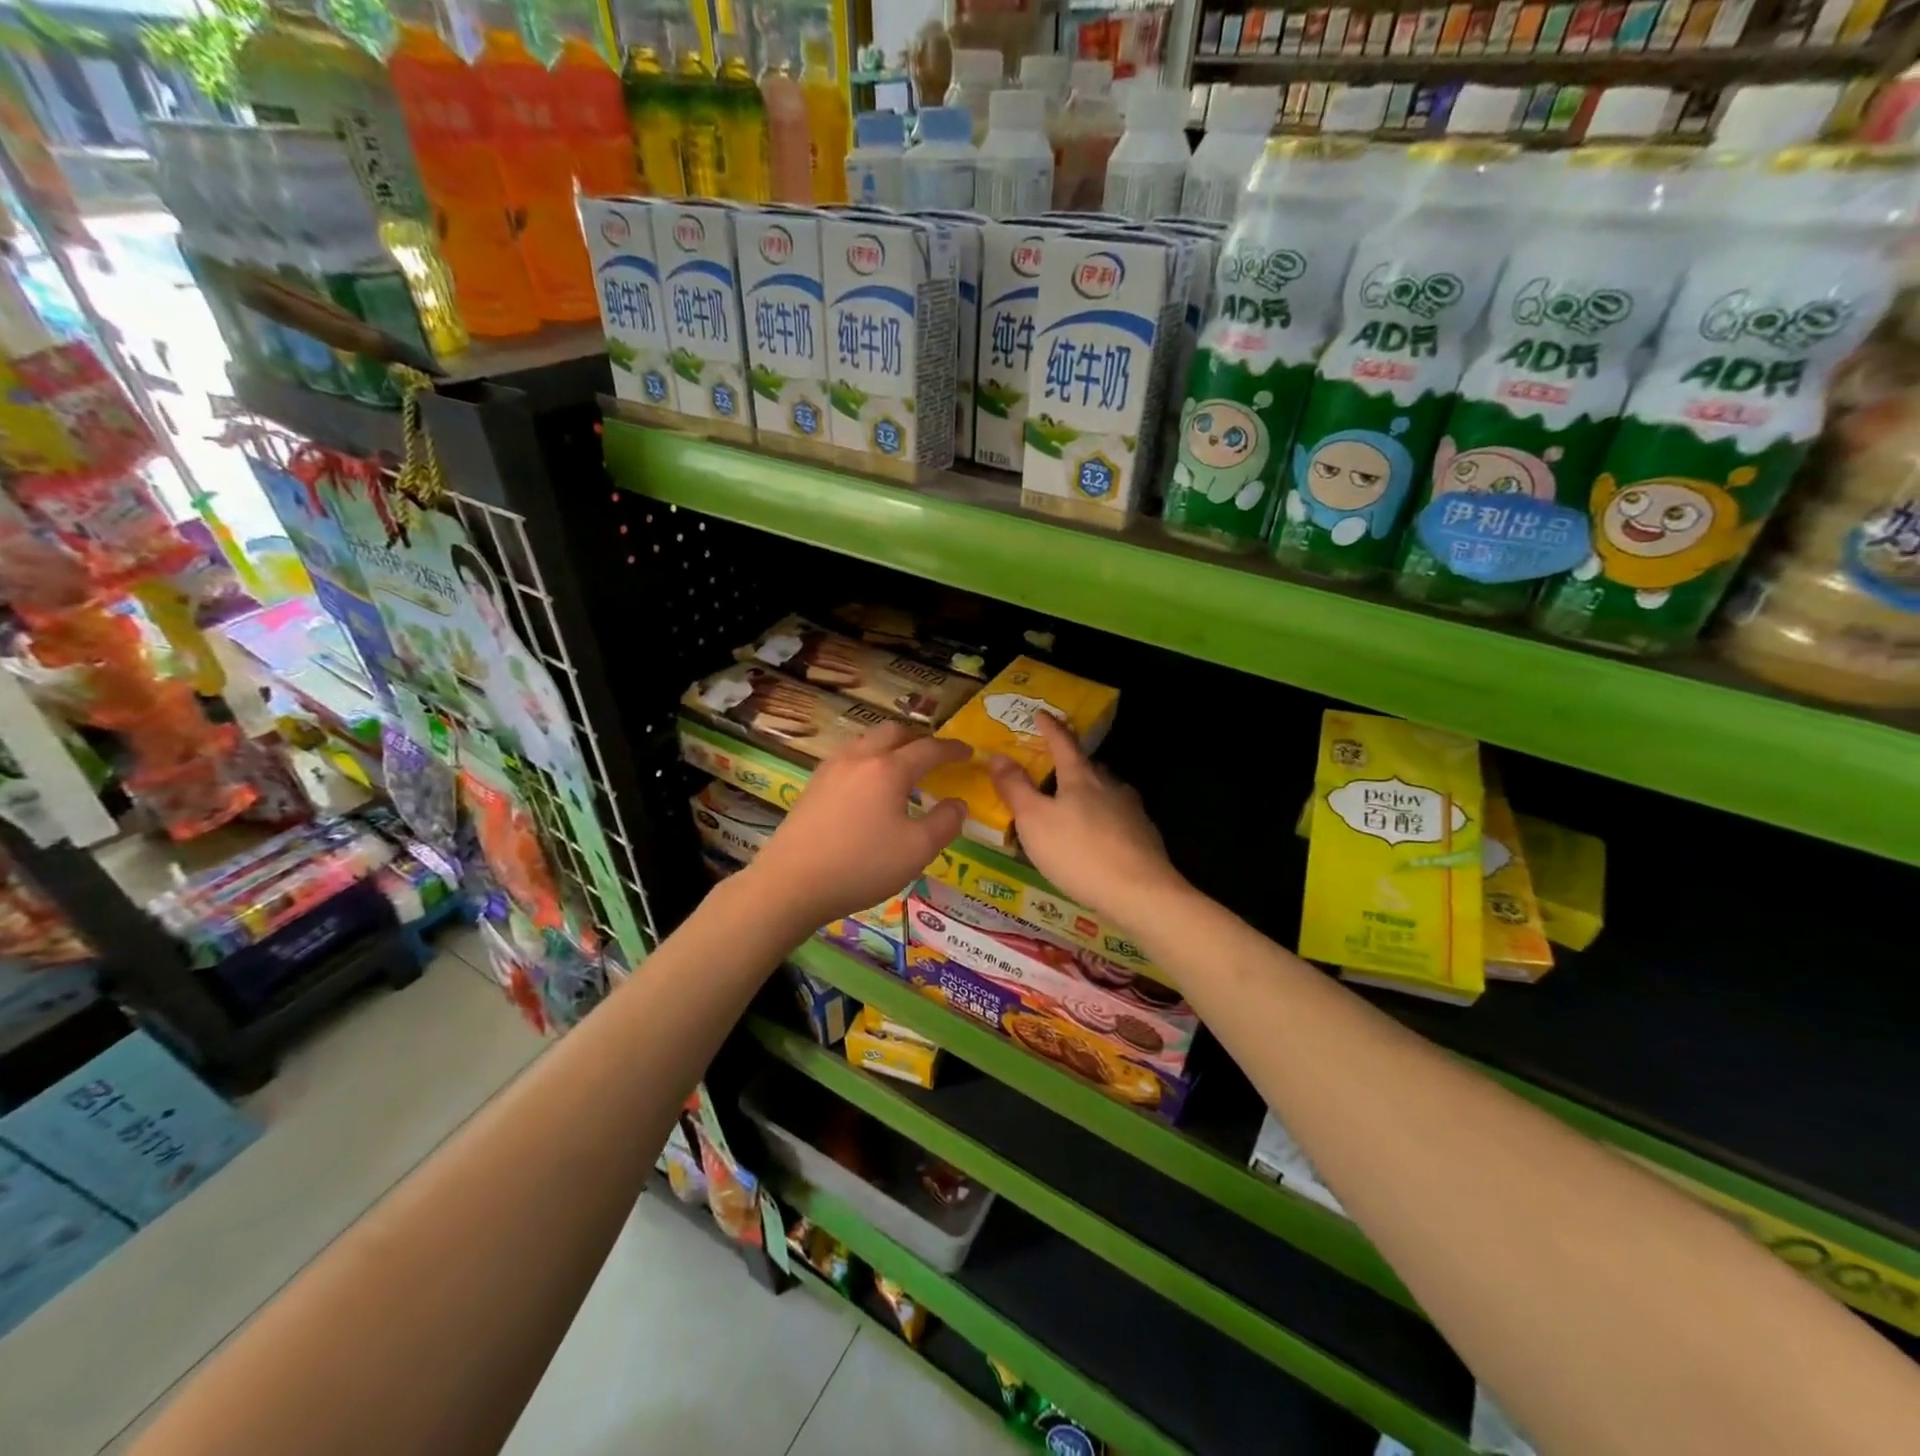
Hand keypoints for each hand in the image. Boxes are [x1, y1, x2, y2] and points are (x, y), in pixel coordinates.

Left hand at [746, 722, 968, 930]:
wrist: (790, 883)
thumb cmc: (861, 866)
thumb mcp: (917, 851)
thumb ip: (945, 823)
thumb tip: (958, 803)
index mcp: (889, 769)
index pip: (928, 749)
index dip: (952, 749)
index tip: (968, 752)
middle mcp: (859, 758)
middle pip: (893, 732)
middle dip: (918, 738)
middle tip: (934, 754)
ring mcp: (831, 769)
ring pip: (866, 741)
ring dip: (890, 745)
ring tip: (902, 766)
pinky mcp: (813, 785)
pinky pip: (848, 758)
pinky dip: (868, 759)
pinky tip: (868, 785)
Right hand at [986, 714, 1183, 924]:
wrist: (1140, 893)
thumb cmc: (1078, 852)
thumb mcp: (1034, 820)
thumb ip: (1015, 788)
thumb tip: (998, 756)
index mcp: (1081, 778)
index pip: (1063, 743)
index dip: (1050, 728)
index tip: (1041, 714)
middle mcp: (1110, 787)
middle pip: (1088, 767)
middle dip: (1071, 763)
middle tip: (1053, 766)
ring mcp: (1132, 812)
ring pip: (1106, 793)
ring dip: (1089, 793)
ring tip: (1072, 805)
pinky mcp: (1144, 838)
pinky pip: (1117, 819)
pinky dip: (1103, 821)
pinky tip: (1096, 838)